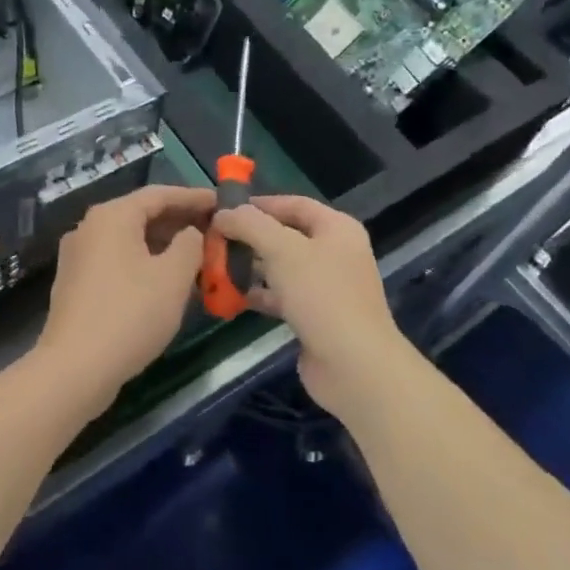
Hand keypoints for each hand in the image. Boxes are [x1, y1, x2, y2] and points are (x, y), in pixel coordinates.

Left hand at [36, 184, 213, 414]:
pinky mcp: (75, 282)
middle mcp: (89, 227)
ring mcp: (78, 255)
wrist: (75, 367)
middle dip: (178, 221)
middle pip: (141, 214)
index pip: (159, 194)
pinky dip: (143, 260)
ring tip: (196, 254)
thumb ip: (190, 245)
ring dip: (162, 243)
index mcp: (112, 216)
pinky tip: (164, 279)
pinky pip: (116, 259)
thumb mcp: (173, 277)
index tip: (221, 202)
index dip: (192, 197)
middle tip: (213, 229)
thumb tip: (190, 233)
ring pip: (129, 239)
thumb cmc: (130, 314)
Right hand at [213, 195, 410, 417]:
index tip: (225, 209)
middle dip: (251, 236)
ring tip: (217, 265)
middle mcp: (335, 253)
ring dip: (252, 266)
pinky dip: (260, 293)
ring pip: (282, 267)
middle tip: (215, 239)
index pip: (294, 204)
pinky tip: (233, 296)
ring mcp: (327, 287)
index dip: (260, 204)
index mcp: (337, 228)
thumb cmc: (321, 295)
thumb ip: (250, 225)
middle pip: (286, 235)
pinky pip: (283, 296)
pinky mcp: (317, 316)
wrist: (354, 365)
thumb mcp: (282, 249)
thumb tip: (223, 213)